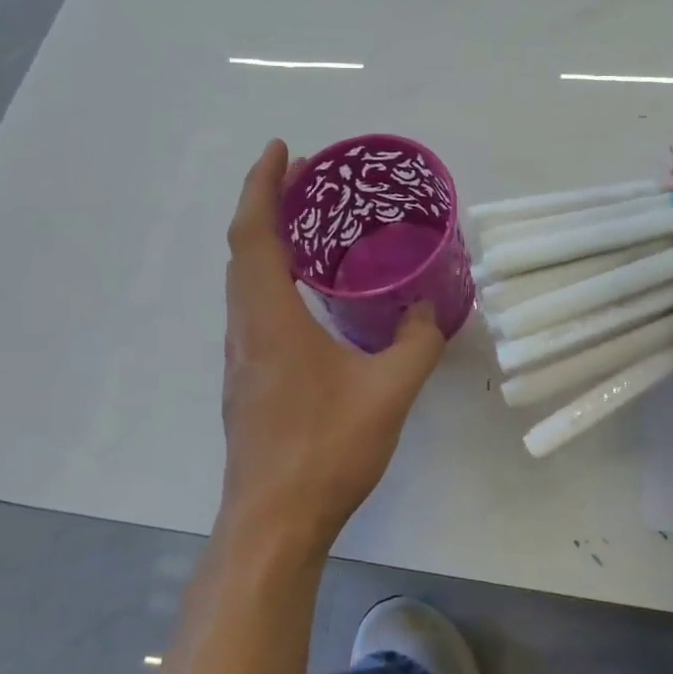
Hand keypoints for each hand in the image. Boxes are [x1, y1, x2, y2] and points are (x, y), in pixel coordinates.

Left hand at [220, 140, 448, 560]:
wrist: (273, 524)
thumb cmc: (326, 450)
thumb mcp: (389, 391)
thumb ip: (417, 342)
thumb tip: (430, 308)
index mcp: (270, 319)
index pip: (255, 234)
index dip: (263, 185)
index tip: (282, 148)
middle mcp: (246, 329)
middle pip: (244, 249)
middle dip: (269, 203)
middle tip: (307, 177)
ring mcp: (242, 357)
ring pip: (244, 279)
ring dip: (268, 240)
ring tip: (309, 222)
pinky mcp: (248, 380)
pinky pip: (254, 306)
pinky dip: (272, 275)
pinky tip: (307, 291)